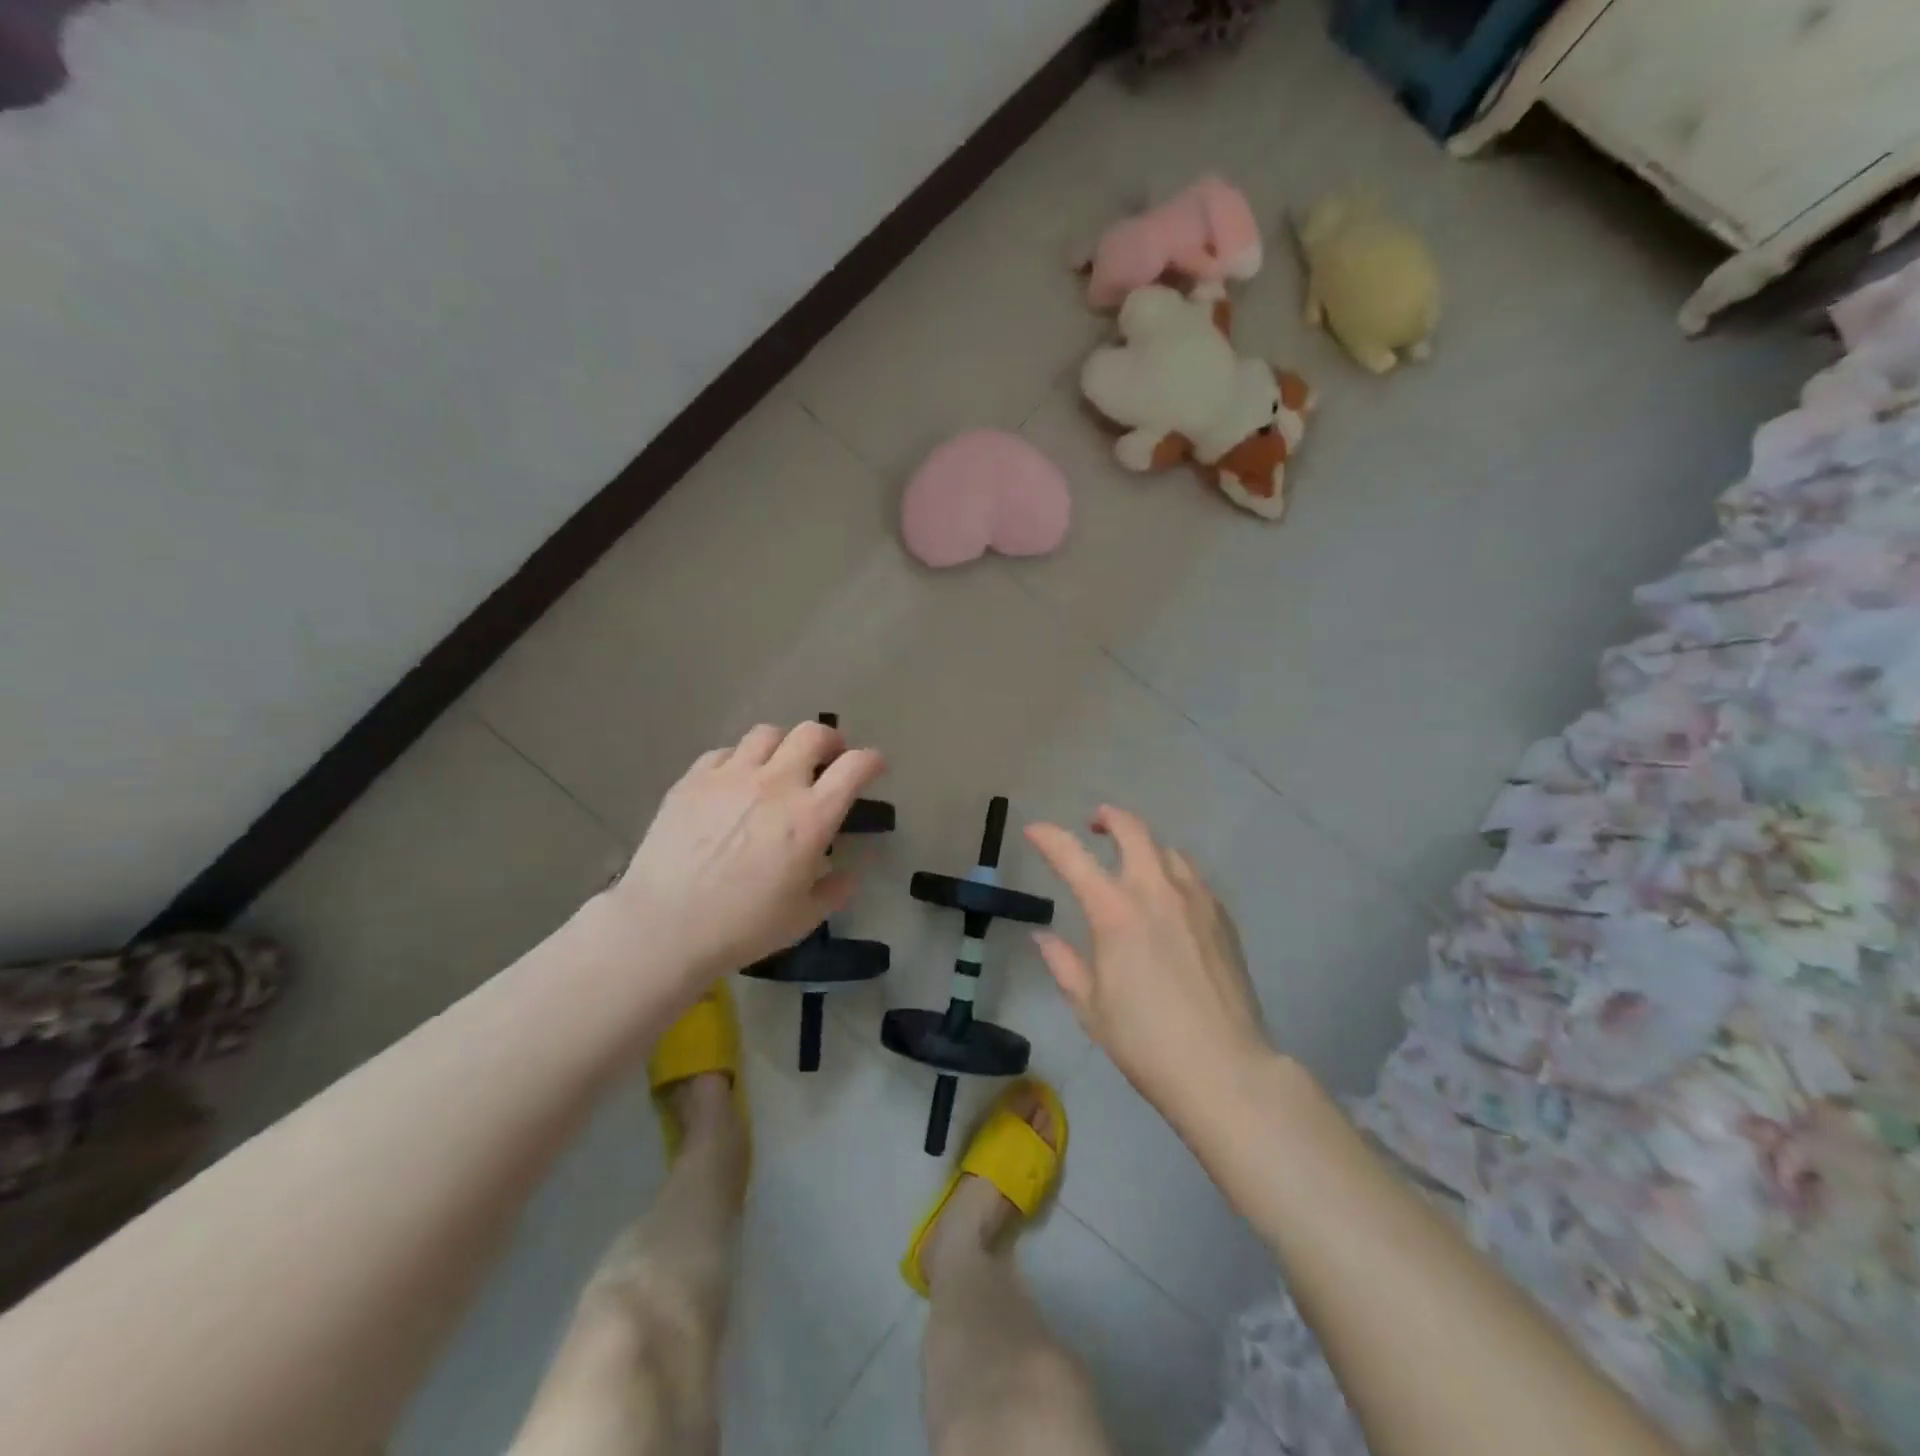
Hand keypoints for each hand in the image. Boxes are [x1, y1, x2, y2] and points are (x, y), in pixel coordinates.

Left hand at [607, 721, 884, 987]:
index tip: (875, 768)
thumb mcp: (804, 918)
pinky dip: (739, 761)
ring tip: (779, 766)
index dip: (872, 760)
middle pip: (813, 733)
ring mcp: (731, 776)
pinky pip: (725, 752)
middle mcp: (776, 784)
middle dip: (830, 741)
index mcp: (811, 817)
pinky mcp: (693, 779)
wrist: (665, 926)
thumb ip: (836, 889)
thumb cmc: (743, 927)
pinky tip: (734, 784)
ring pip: (768, 733)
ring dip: (783, 746)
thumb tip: (850, 872)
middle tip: (827, 760)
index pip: (856, 766)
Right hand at [1025, 806, 1270, 1120]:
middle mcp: (1156, 891)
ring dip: (1145, 848)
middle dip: (1109, 818)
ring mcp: (1195, 900)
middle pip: (1133, 830)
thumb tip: (1042, 936)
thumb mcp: (1090, 1007)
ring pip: (1168, 851)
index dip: (1048, 837)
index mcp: (1114, 911)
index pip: (1073, 857)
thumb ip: (1064, 963)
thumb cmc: (1145, 1041)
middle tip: (1095, 825)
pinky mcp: (1223, 917)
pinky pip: (1193, 879)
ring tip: (1135, 866)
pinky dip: (1173, 875)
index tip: (1034, 830)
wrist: (1224, 1068)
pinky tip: (1170, 902)